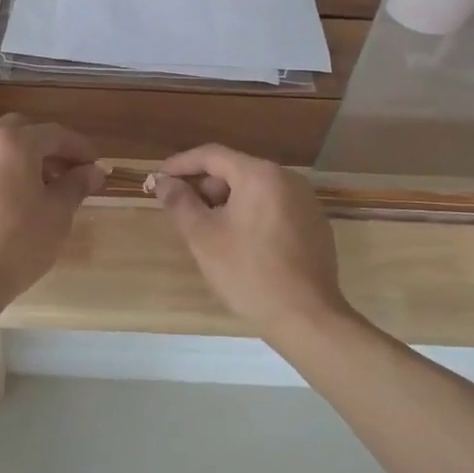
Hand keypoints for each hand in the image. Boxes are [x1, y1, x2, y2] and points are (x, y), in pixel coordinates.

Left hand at [0, 115, 103, 302]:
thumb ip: (77, 184)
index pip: (55, 134)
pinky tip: (8, 200)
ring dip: (21, 157)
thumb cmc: (17, 244)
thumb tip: (94, 171)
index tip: (96, 165)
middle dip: (47, 146)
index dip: (79, 147)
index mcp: (13, 143)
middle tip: (67, 170)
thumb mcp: (57, 214)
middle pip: (21, 130)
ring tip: (39, 186)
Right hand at [151, 145, 349, 336]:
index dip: (181, 164)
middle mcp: (287, 179)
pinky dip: (250, 216)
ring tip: (209, 232)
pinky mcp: (314, 225)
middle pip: (235, 171)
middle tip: (183, 213)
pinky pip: (273, 207)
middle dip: (205, 188)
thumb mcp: (203, 237)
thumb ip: (180, 203)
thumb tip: (163, 182)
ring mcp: (306, 202)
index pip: (212, 155)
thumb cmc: (248, 272)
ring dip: (226, 204)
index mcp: (260, 175)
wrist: (306, 317)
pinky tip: (240, 245)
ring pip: (254, 191)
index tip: (158, 179)